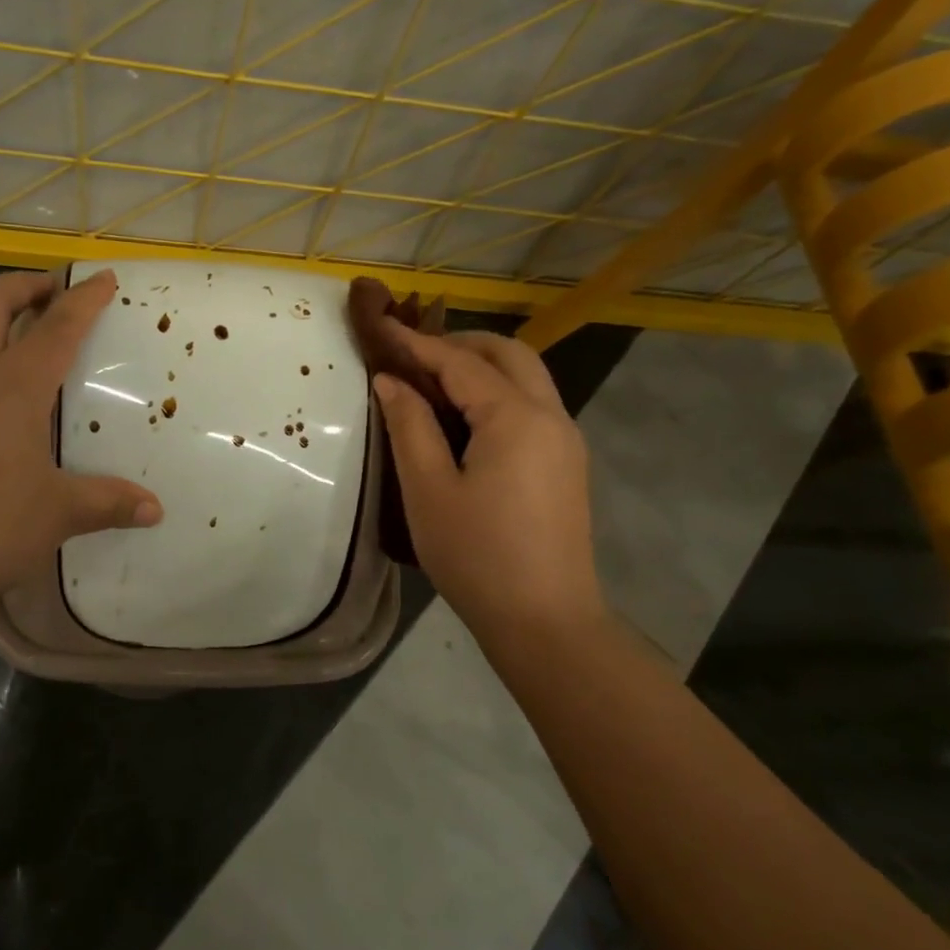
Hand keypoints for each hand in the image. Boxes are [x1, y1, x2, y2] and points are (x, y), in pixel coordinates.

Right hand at [374, 324, 603, 647]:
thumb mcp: (428, 489)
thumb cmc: (477, 555)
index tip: (383, 327)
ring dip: (482, 366)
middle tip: (413, 354)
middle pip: (509, 354)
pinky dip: (497, 392)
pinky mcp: (566, 464)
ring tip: (433, 381)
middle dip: (460, 344)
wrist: (546, 622)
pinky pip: (532, 405)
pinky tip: (465, 418)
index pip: (461, 363)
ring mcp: (566, 440)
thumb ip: (409, 426)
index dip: (418, 344)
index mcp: (516, 418)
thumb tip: (390, 381)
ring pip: (526, 377)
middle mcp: (551, 416)